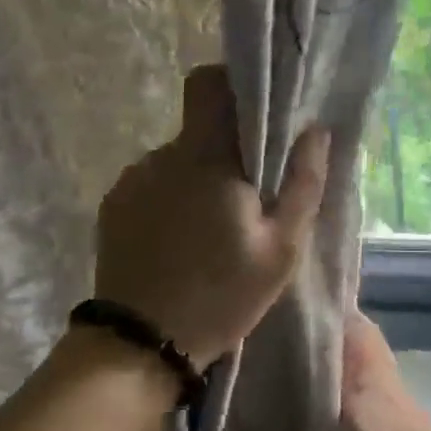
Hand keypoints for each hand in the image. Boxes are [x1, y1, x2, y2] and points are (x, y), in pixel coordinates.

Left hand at [94, 66, 329, 369]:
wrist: (139, 346)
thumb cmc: (221, 297)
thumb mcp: (280, 250)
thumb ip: (304, 184)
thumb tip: (316, 132)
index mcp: (205, 157)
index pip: (209, 83)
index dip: (234, 85)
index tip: (260, 112)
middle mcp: (162, 156)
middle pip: (199, 128)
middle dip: (227, 149)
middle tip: (250, 195)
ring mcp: (133, 180)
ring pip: (178, 160)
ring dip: (198, 179)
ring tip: (213, 229)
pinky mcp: (114, 205)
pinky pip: (153, 184)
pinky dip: (172, 199)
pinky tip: (180, 242)